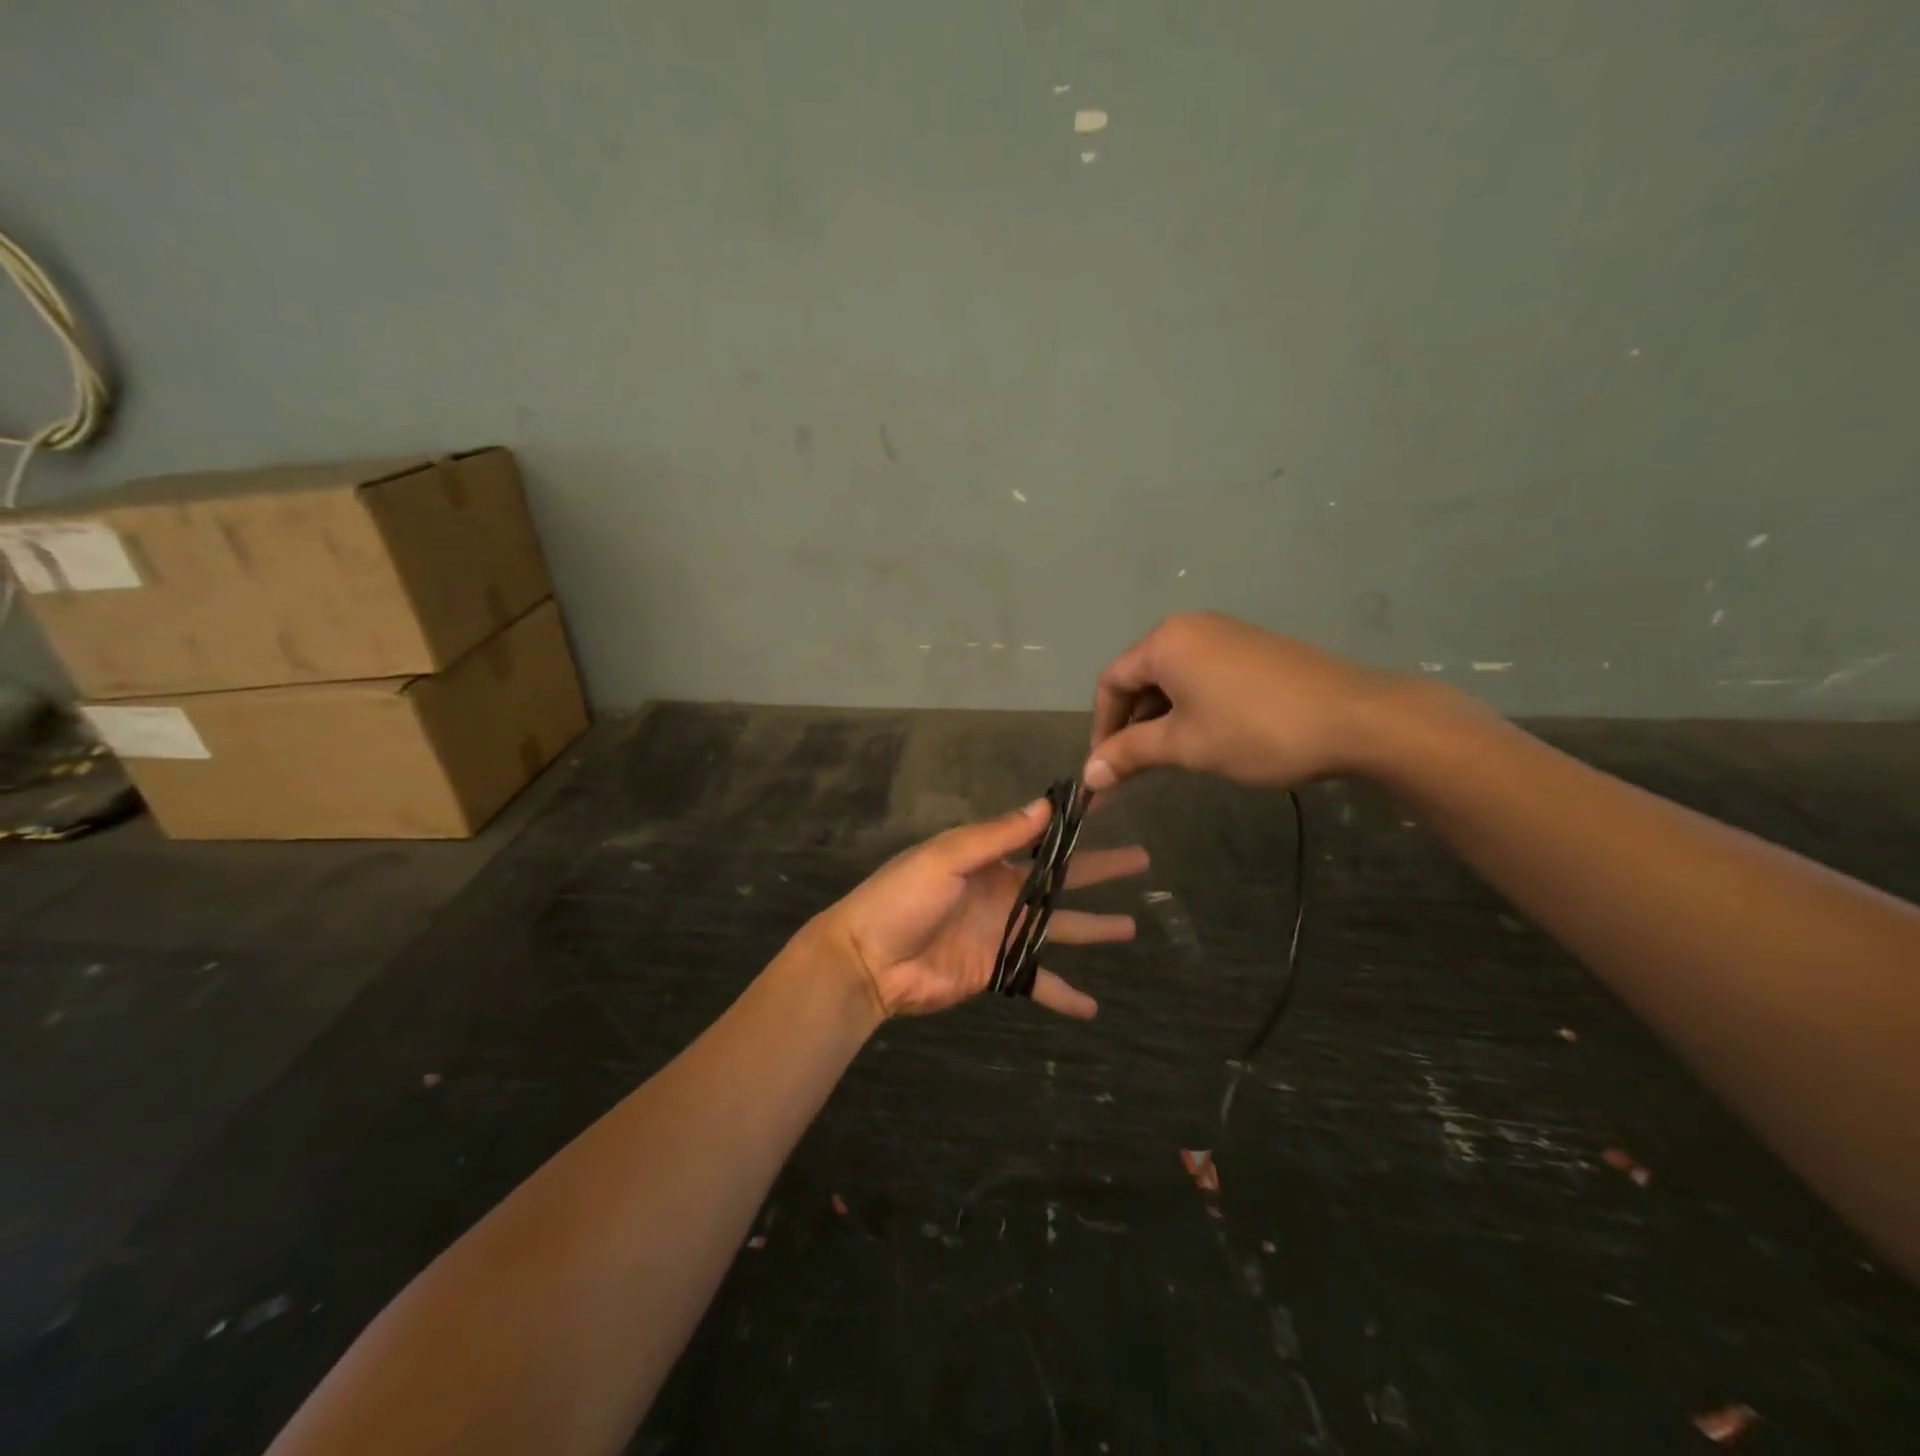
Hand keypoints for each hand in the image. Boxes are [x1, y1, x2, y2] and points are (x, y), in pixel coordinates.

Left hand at [814, 799, 1149, 1019]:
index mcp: (987, 859)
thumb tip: (1044, 807)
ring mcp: (1001, 932)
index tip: (1107, 805)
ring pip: (1058, 927)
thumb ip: (995, 837)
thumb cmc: (902, 899)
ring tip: (1132, 927)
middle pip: (1061, 879)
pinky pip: (1036, 980)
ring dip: (1094, 928)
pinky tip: (1093, 1008)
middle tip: (1141, 860)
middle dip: (1099, 869)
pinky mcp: (995, 971)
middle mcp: (1001, 891)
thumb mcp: (945, 857)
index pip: (1039, 834)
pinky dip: (1063, 994)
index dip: (1071, 822)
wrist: (868, 960)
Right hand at [1086, 612, 1395, 790]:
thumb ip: (1129, 755)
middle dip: (1131, 725)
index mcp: (1165, 642)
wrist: (1356, 718)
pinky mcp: (1253, 649)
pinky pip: (1202, 675)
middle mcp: (1190, 627)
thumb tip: (1087, 777)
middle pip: (1140, 677)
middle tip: (1133, 769)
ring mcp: (1226, 634)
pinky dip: (1190, 706)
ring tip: (1168, 758)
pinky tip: (1205, 736)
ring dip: (1160, 719)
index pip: (1111, 683)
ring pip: (1172, 678)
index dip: (1101, 728)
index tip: (1104, 770)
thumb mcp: (1184, 745)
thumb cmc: (1256, 730)